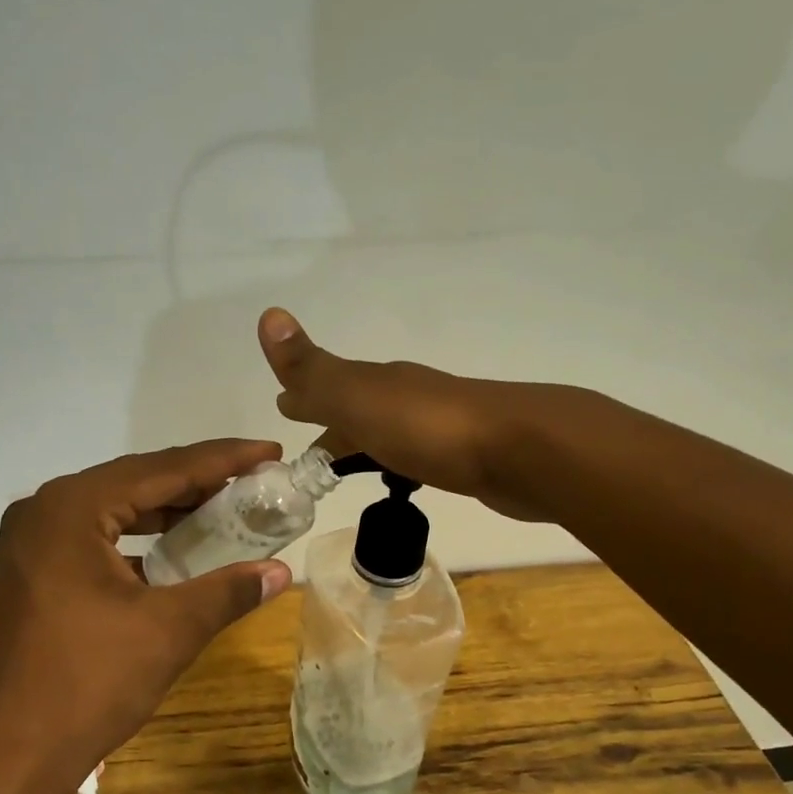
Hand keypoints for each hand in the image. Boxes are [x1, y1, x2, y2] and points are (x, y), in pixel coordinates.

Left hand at [0, 442, 291, 793]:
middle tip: (249, 483)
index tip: (268, 452)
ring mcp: (22, 549)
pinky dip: (130, 543)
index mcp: (69, 509)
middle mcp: (38, 515)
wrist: (8, 757)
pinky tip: (164, 558)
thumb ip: (228, 591)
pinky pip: (85, 543)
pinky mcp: (20, 581)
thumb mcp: (170, 630)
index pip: (160, 469)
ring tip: (216, 513)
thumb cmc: (89, 683)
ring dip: (161, 513)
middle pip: (130, 484)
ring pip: (106, 513)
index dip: (221, 459)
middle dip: (193, 484)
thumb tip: (282, 573)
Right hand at [257, 308, 542, 520]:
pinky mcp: (465, 456)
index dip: (305, 398)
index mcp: (379, 383)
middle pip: (359, 411)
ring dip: (365, 445)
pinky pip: (416, 455)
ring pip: (388, 433)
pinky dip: (398, 463)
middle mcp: (407, 397)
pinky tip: (404, 478)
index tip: (284, 410)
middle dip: (332, 426)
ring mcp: (440, 425)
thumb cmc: (430, 427)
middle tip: (311, 454)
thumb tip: (268, 315)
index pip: (330, 388)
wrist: (524, 450)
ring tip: (348, 470)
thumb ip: (312, 370)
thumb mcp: (359, 398)